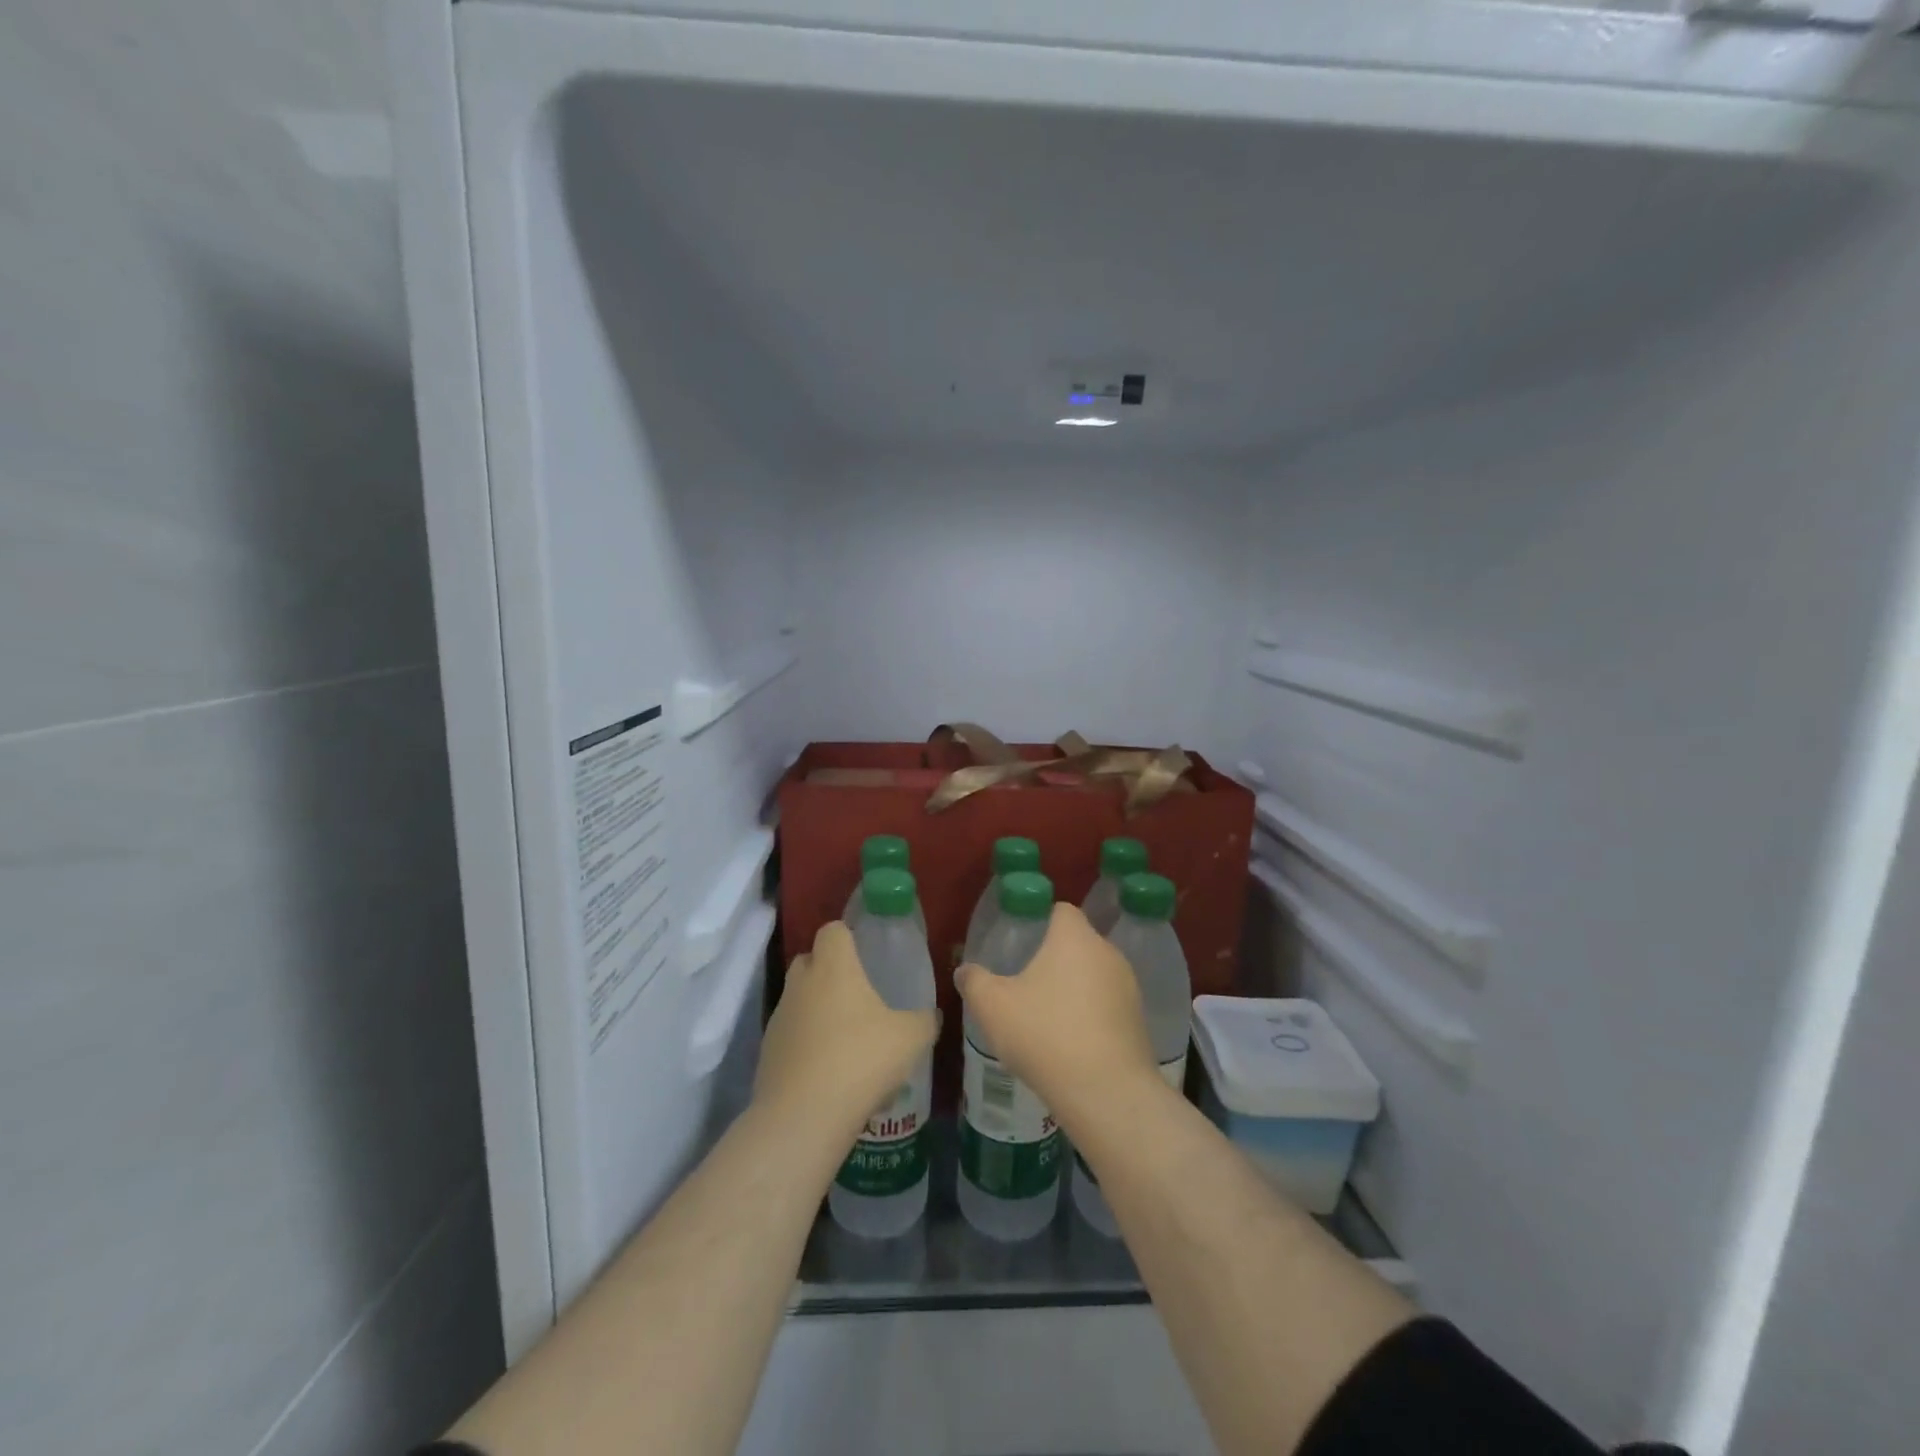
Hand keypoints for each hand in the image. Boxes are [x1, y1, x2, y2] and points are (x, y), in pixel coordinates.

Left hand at [756, 921, 937, 1143]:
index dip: (848, 936)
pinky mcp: (767, 1051)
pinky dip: (807, 1044)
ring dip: (818, 1010)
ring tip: (847, 1041)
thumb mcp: (910, 1039)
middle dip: (830, 971)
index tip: (866, 953)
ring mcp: (780, 1017)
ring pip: (799, 999)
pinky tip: (830, 1072)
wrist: (803, 1117)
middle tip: (858, 995)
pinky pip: (792, 1035)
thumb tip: (932, 1015)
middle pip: (810, 959)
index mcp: (833, 967)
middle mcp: (801, 983)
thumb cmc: (861, 1060)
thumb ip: (925, 1021)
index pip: (833, 930)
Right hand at [955, 903, 1156, 1119]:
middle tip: (1027, 983)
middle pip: (1078, 943)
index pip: (1061, 910)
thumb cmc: (1045, 1035)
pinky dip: (1091, 1015)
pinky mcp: (1138, 1020)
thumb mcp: (993, 1007)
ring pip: (1094, 975)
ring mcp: (1128, 986)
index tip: (1021, 942)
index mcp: (1074, 938)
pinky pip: (1108, 1005)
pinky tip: (1072, 1043)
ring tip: (1047, 1017)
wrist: (1107, 1092)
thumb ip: (975, 982)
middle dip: (1055, 958)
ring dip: (1074, 989)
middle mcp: (1107, 952)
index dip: (1041, 920)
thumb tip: (964, 970)